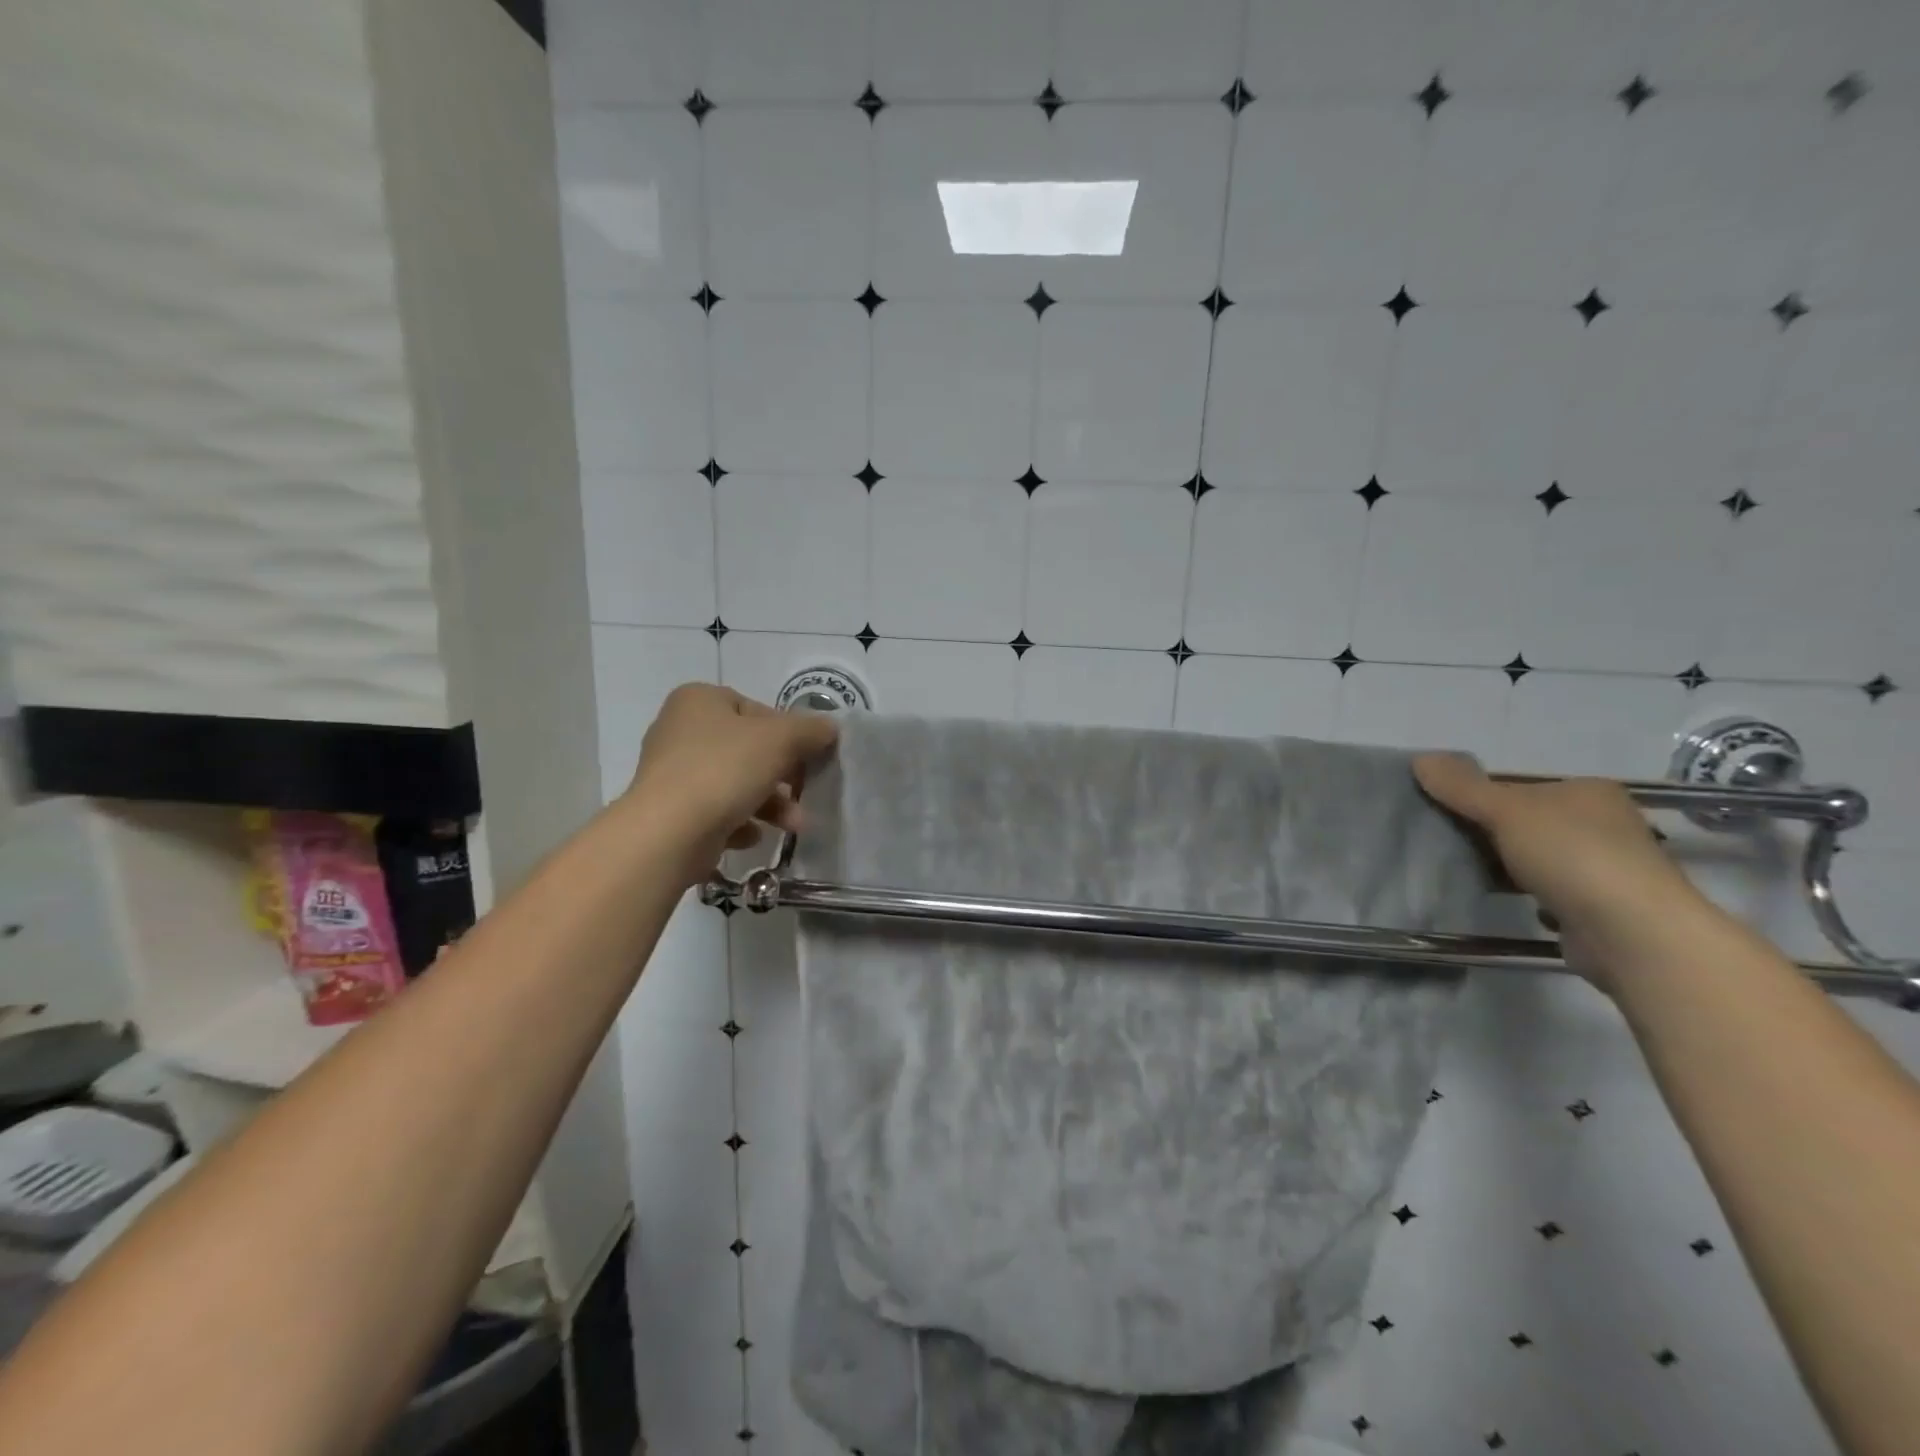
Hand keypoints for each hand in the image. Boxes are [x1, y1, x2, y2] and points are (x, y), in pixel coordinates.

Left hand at [623, 684, 839, 886]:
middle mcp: (679, 730)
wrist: (667, 833)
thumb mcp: (781, 740)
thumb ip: (811, 730)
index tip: (806, 757)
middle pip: (747, 749)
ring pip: (734, 783)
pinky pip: (715, 812)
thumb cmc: (724, 770)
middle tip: (805, 792)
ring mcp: (671, 773)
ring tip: (793, 826)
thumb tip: (830, 729)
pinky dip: (739, 823)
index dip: (787, 733)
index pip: (756, 709)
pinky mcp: (670, 812)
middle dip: (782, 775)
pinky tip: (751, 836)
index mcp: (699, 700)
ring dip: (770, 804)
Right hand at [1413, 753, 1711, 981]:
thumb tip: (1421, 758)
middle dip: (1487, 831)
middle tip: (1442, 839)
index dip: (1478, 794)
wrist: (1632, 934)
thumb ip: (1462, 786)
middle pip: (1525, 821)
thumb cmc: (1572, 855)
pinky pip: (1546, 892)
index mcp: (1587, 792)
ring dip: (1503, 864)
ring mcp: (1604, 868)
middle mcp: (1603, 824)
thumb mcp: (1506, 810)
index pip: (1520, 785)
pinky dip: (1523, 895)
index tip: (1442, 809)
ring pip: (1534, 857)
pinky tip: (1499, 898)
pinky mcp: (1597, 907)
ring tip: (1459, 869)